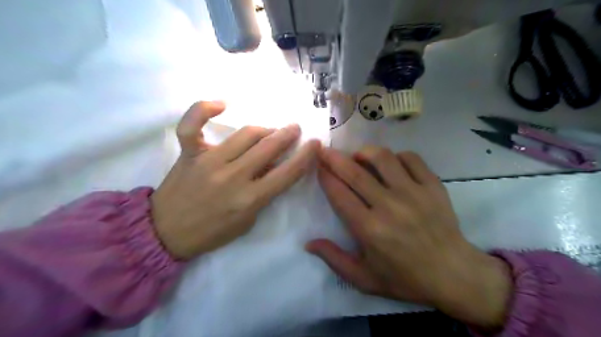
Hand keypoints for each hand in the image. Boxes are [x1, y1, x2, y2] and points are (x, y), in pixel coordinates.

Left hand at [150, 101, 318, 259]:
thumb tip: (274, 168)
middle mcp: (232, 177)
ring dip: (264, 129)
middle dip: (287, 134)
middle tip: (295, 128)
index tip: (315, 144)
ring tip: (271, 130)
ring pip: (244, 134)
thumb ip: (264, 195)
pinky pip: (192, 124)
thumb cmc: (212, 232)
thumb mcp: (247, 222)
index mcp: (249, 199)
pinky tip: (221, 104)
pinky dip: (204, 109)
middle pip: (268, 148)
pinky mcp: (189, 153)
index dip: (305, 156)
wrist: (166, 233)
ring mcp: (209, 161)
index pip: (286, 173)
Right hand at [309, 147, 511, 330]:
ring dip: (365, 152)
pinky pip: (411, 158)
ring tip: (358, 156)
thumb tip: (308, 243)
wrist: (453, 274)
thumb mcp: (364, 278)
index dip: (325, 177)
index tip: (318, 166)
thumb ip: (334, 259)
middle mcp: (389, 206)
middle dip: (335, 158)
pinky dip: (396, 156)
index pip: (339, 194)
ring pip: (383, 158)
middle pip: (355, 173)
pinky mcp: (433, 186)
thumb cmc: (405, 278)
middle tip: (325, 150)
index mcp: (369, 229)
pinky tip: (390, 163)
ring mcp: (413, 193)